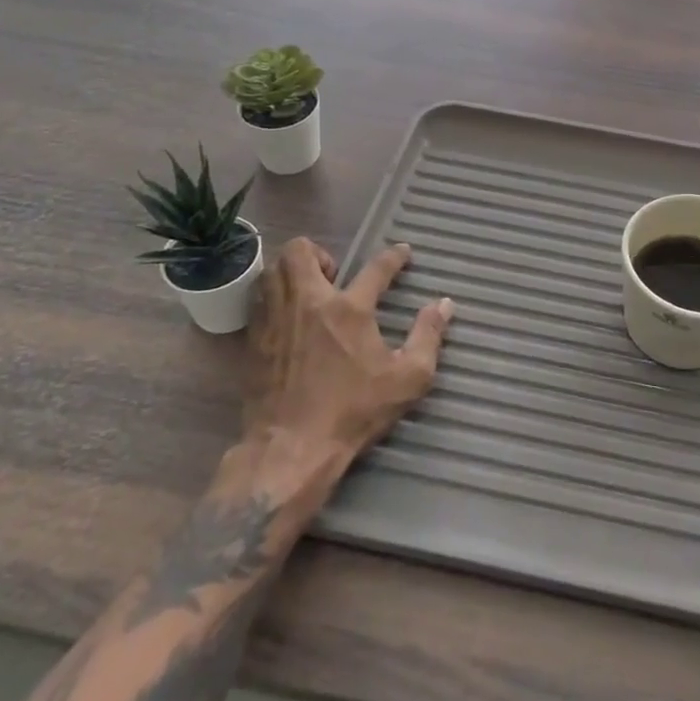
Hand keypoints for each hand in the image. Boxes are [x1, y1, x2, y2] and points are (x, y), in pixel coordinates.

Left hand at [245, 237, 452, 461]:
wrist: (291, 449)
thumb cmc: (354, 412)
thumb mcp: (407, 379)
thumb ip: (428, 337)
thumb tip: (445, 305)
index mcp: (349, 310)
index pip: (376, 267)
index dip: (394, 256)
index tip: (403, 252)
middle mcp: (308, 303)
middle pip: (301, 251)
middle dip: (319, 252)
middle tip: (334, 275)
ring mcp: (275, 320)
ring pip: (272, 270)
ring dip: (291, 271)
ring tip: (307, 290)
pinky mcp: (254, 340)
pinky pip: (258, 300)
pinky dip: (272, 297)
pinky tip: (286, 317)